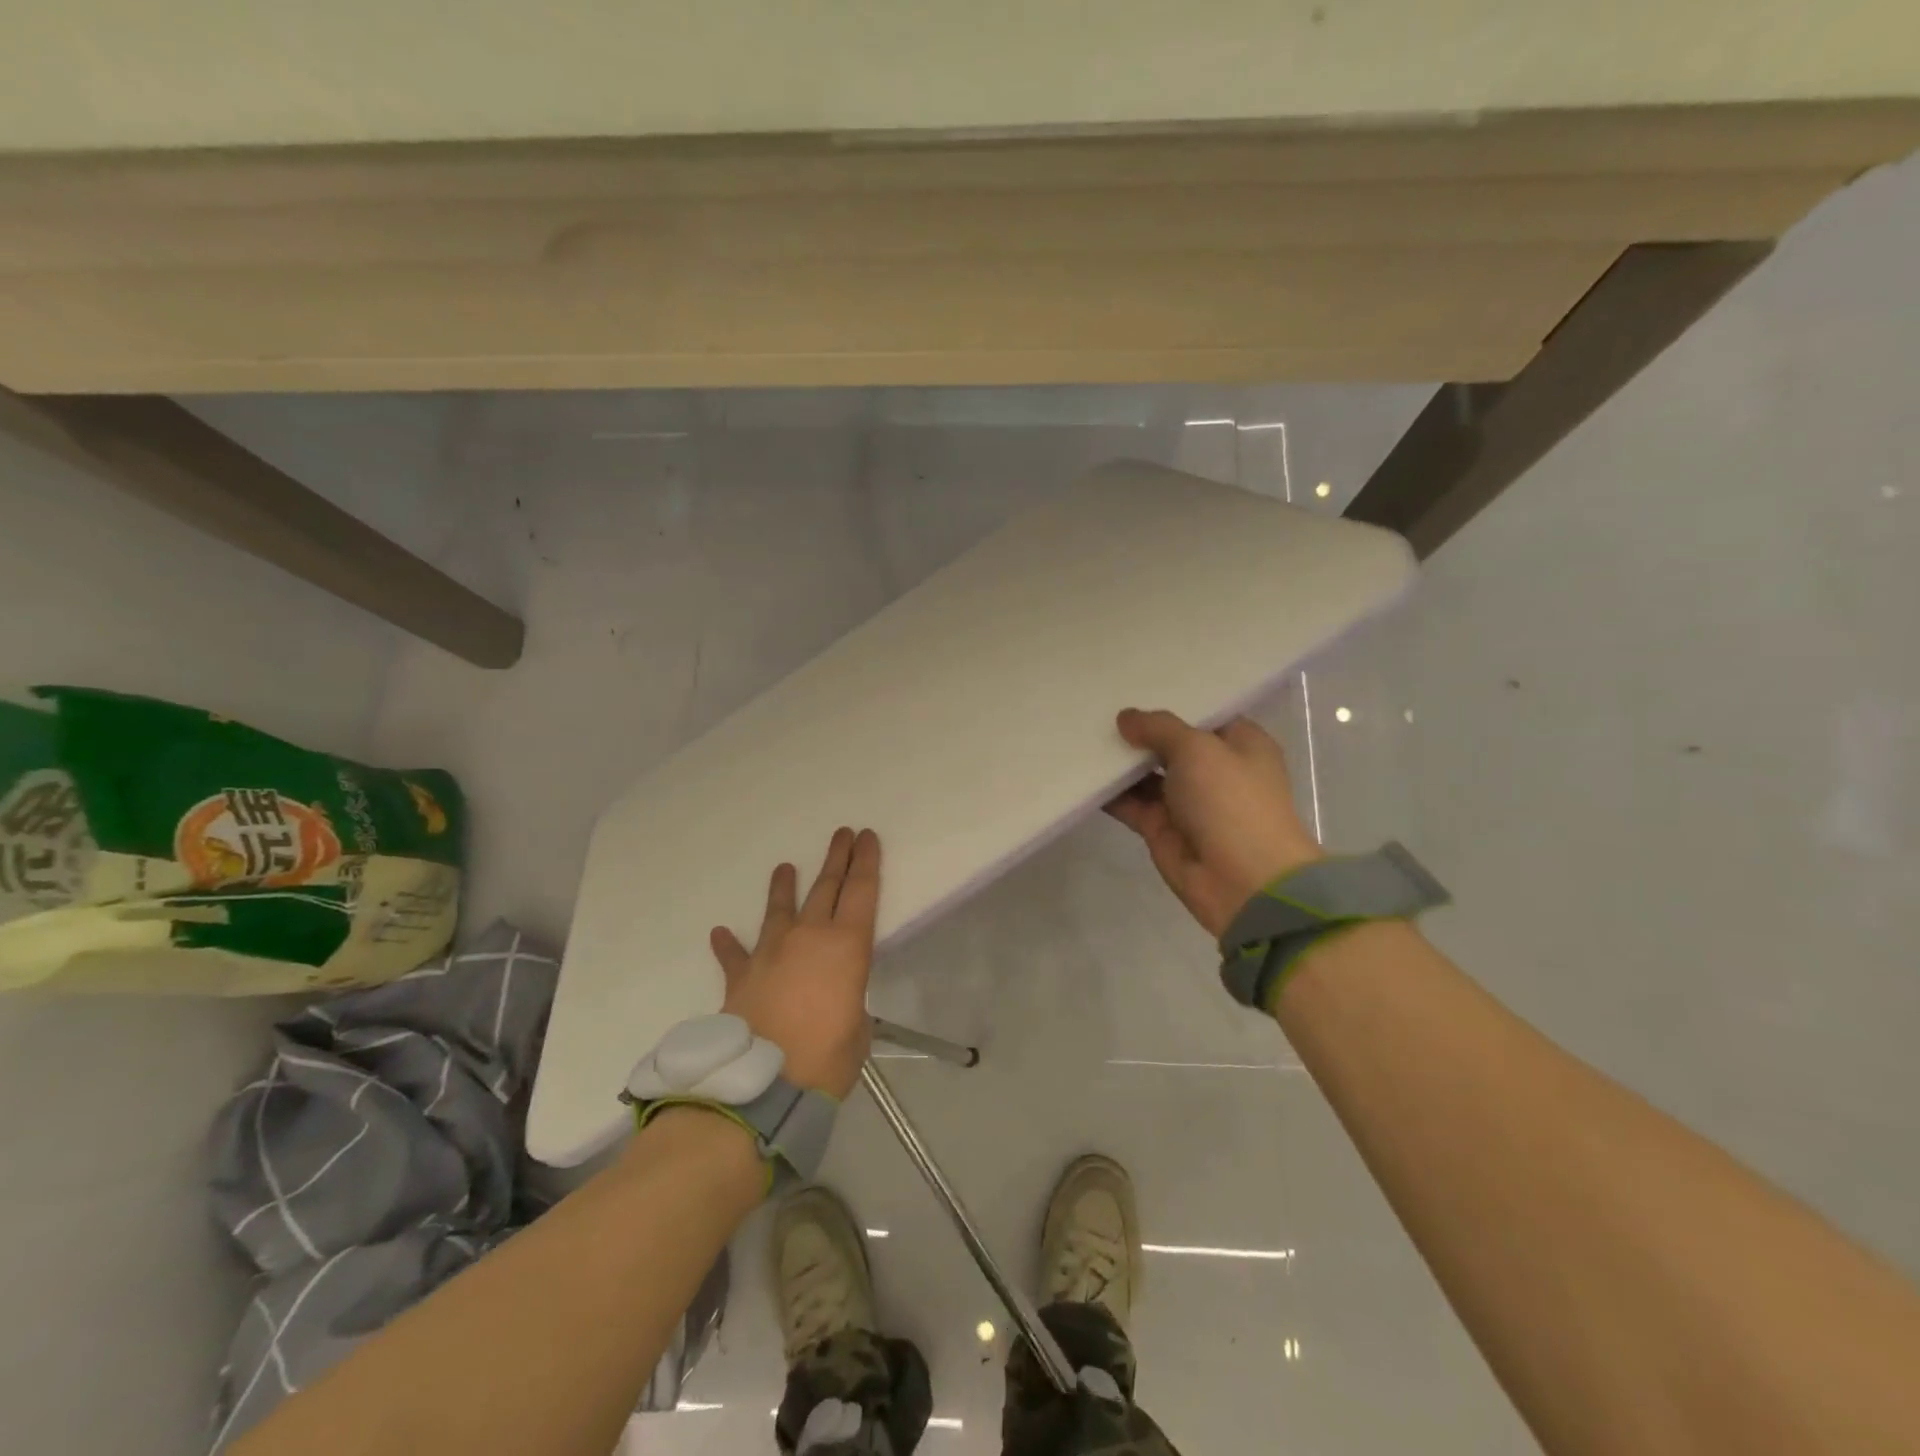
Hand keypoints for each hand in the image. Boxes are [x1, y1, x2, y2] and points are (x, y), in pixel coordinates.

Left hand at [710, 828, 880, 1098]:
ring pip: (780, 909)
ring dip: (783, 887)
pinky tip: (720, 932)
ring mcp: (770, 953)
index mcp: (846, 946)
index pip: (862, 891)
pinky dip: (728, 944)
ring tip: (784, 867)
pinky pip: (735, 955)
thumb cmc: (825, 1060)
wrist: (759, 1088)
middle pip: (825, 888)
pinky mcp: (741, 977)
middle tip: (842, 834)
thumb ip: (849, 1005)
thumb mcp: (858, 1031)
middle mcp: (808, 937)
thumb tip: (836, 1004)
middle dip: (836, 858)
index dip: (866, 861)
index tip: (867, 837)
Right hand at [1105, 708, 1321, 938]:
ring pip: (1146, 774)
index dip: (1173, 702)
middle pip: (1170, 744)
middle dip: (1139, 730)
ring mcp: (1186, 801)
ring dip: (1120, 761)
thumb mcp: (1198, 749)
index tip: (1135, 687)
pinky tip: (1080, 772)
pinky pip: (1131, 803)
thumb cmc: (1232, 800)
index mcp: (1240, 744)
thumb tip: (1126, 718)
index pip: (1204, 715)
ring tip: (1082, 734)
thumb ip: (1159, 728)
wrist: (1242, 880)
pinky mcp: (1162, 828)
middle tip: (1098, 707)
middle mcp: (1215, 771)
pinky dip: (1109, 792)